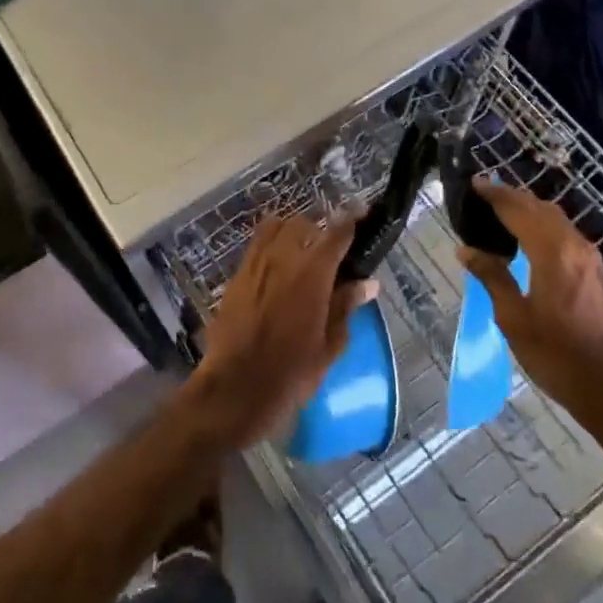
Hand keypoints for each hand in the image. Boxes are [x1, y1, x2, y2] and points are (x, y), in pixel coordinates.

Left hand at [188, 212, 372, 447]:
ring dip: (290, 233)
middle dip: (317, 230)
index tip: (361, 215)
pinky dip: (269, 247)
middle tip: (328, 251)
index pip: (335, 233)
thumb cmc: (291, 373)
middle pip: (301, 224)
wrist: (235, 388)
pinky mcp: (235, 276)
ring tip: (300, 254)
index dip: (350, 221)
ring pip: (274, 228)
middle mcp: (281, 257)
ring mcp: (254, 264)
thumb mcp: (329, 345)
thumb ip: (346, 306)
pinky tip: (276, 270)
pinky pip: (255, 247)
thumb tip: (367, 283)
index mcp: (311, 273)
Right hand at [459, 179, 602, 432]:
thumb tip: (467, 249)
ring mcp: (590, 260)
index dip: (494, 194)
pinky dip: (542, 225)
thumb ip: (492, 277)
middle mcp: (574, 246)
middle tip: (483, 194)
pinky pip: (565, 234)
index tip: (472, 183)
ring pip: (556, 219)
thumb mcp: (514, 318)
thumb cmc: (558, 356)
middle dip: (511, 197)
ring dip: (529, 209)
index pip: (517, 209)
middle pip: (540, 208)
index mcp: (552, 252)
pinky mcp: (597, 274)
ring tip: (502, 212)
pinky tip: (528, 239)